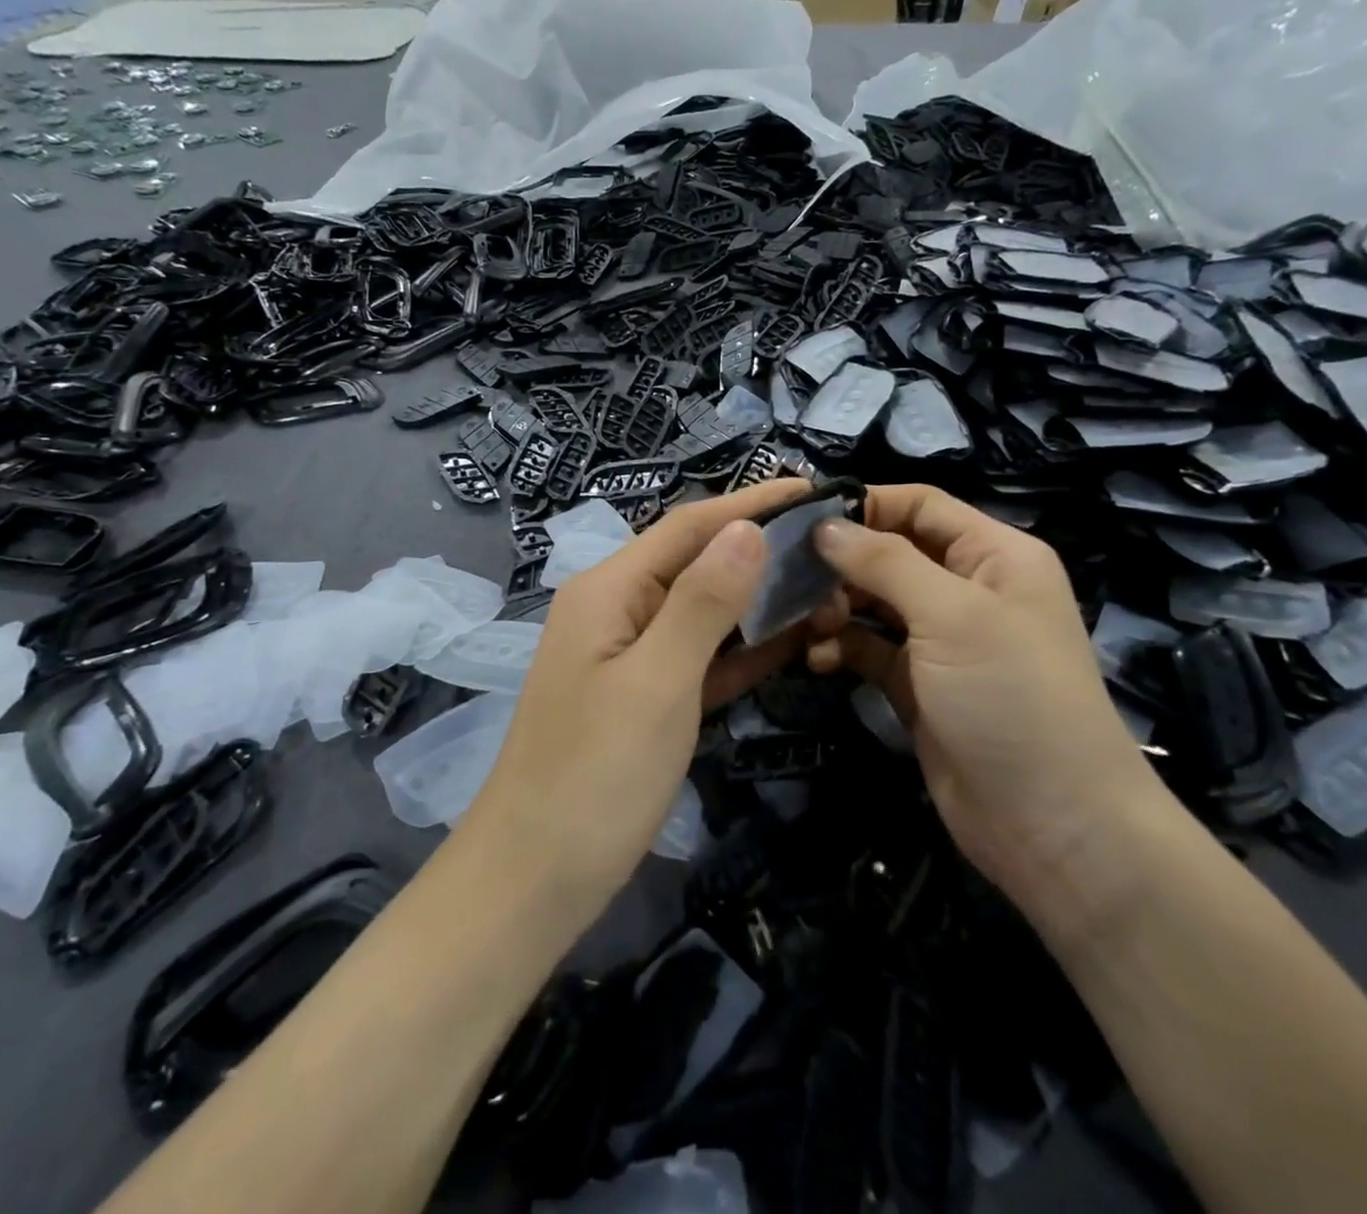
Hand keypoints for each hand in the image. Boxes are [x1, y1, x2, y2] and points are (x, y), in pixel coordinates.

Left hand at [464, 479, 818, 920]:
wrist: (533, 879)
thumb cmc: (594, 776)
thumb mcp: (657, 681)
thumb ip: (702, 602)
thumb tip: (748, 529)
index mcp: (609, 590)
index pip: (689, 526)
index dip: (751, 504)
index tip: (813, 488)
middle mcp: (616, 610)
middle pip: (695, 562)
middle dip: (760, 549)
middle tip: (833, 545)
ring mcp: (628, 657)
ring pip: (702, 611)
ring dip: (757, 599)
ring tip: (824, 587)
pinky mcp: (644, 699)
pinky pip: (699, 657)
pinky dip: (741, 648)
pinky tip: (790, 641)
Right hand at [810, 485, 1162, 901]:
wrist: (1054, 826)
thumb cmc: (1011, 698)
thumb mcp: (952, 615)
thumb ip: (884, 562)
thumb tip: (824, 527)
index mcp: (994, 555)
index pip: (921, 505)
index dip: (866, 504)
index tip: (803, 519)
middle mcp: (969, 589)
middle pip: (891, 552)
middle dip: (842, 563)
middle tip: (793, 580)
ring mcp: (943, 641)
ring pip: (875, 602)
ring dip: (837, 607)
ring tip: (808, 625)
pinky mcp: (919, 685)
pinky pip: (871, 649)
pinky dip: (843, 648)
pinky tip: (819, 660)